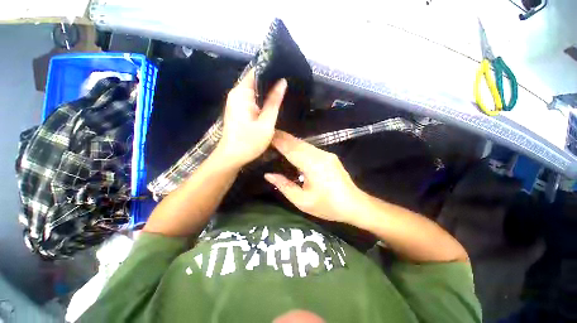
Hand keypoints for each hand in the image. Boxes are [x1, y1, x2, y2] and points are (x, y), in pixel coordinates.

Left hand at [217, 69, 286, 167]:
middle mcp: (237, 94)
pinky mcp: (239, 110)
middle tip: (289, 81)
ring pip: (255, 90)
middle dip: (271, 81)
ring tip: (285, 90)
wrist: (232, 157)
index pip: (256, 72)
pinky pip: (253, 99)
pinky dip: (263, 99)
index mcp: (241, 93)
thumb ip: (274, 102)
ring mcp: (237, 102)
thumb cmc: (249, 142)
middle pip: (255, 80)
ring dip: (268, 91)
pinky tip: (274, 102)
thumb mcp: (266, 123)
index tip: (286, 70)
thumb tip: (282, 82)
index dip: (271, 69)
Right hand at [264, 130, 363, 223]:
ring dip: (289, 141)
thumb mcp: (303, 201)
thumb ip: (285, 186)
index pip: (291, 149)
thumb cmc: (328, 206)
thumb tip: (268, 175)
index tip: (265, 135)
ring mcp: (326, 154)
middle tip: (267, 135)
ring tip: (276, 139)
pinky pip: (310, 148)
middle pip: (297, 143)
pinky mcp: (329, 156)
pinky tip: (291, 148)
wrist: (355, 204)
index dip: (278, 141)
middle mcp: (319, 155)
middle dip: (282, 137)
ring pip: (304, 144)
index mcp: (313, 165)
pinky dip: (298, 146)